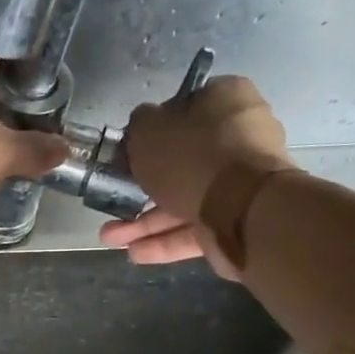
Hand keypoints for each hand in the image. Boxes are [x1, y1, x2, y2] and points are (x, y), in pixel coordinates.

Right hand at [99, 75, 292, 276]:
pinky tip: (135, 252)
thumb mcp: (148, 129)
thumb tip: (144, 125)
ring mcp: (242, 182)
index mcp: (226, 101)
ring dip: (146, 221)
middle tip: (114, 197)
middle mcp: (240, 138)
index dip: (155, 129)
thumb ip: (140, 124)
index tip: (130, 149)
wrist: (242, 208)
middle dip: (143, 186)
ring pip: (185, 199)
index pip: (186, 108)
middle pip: (183, 160)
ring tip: (112, 238)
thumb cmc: (192, 156)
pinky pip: (196, 227)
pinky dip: (166, 240)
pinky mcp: (239, 220)